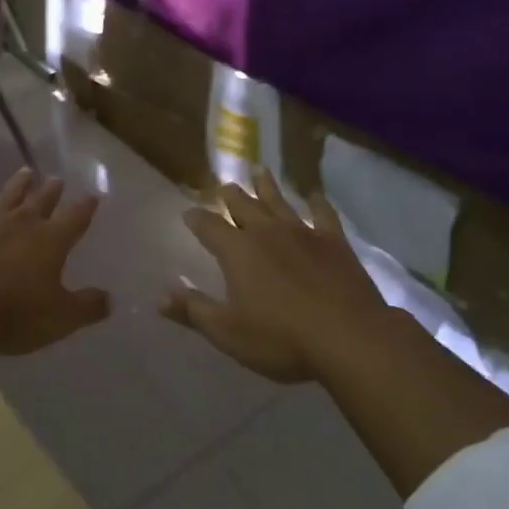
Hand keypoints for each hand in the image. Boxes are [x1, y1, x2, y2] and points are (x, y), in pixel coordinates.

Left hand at [0, 168, 110, 355]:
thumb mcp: (60, 318)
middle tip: (57, 179)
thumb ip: (87, 307)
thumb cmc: (14, 314)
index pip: (76, 218)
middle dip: (52, 190)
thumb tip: (109, 300)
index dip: (86, 207)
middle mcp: (23, 222)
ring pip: (8, 195)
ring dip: (18, 184)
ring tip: (26, 171)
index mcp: (52, 240)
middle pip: (42, 200)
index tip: (93, 196)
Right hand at [159, 167, 391, 383]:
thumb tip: (160, 297)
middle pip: (243, 206)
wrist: (348, 337)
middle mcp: (266, 232)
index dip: (196, 219)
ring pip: (279, 202)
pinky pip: (323, 215)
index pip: (209, 227)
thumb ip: (194, 311)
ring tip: (259, 170)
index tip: (188, 212)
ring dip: (267, 186)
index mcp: (237, 251)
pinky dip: (317, 203)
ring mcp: (302, 233)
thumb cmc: (281, 338)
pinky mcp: (334, 242)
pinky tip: (314, 195)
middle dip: (230, 196)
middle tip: (223, 185)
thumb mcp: (228, 332)